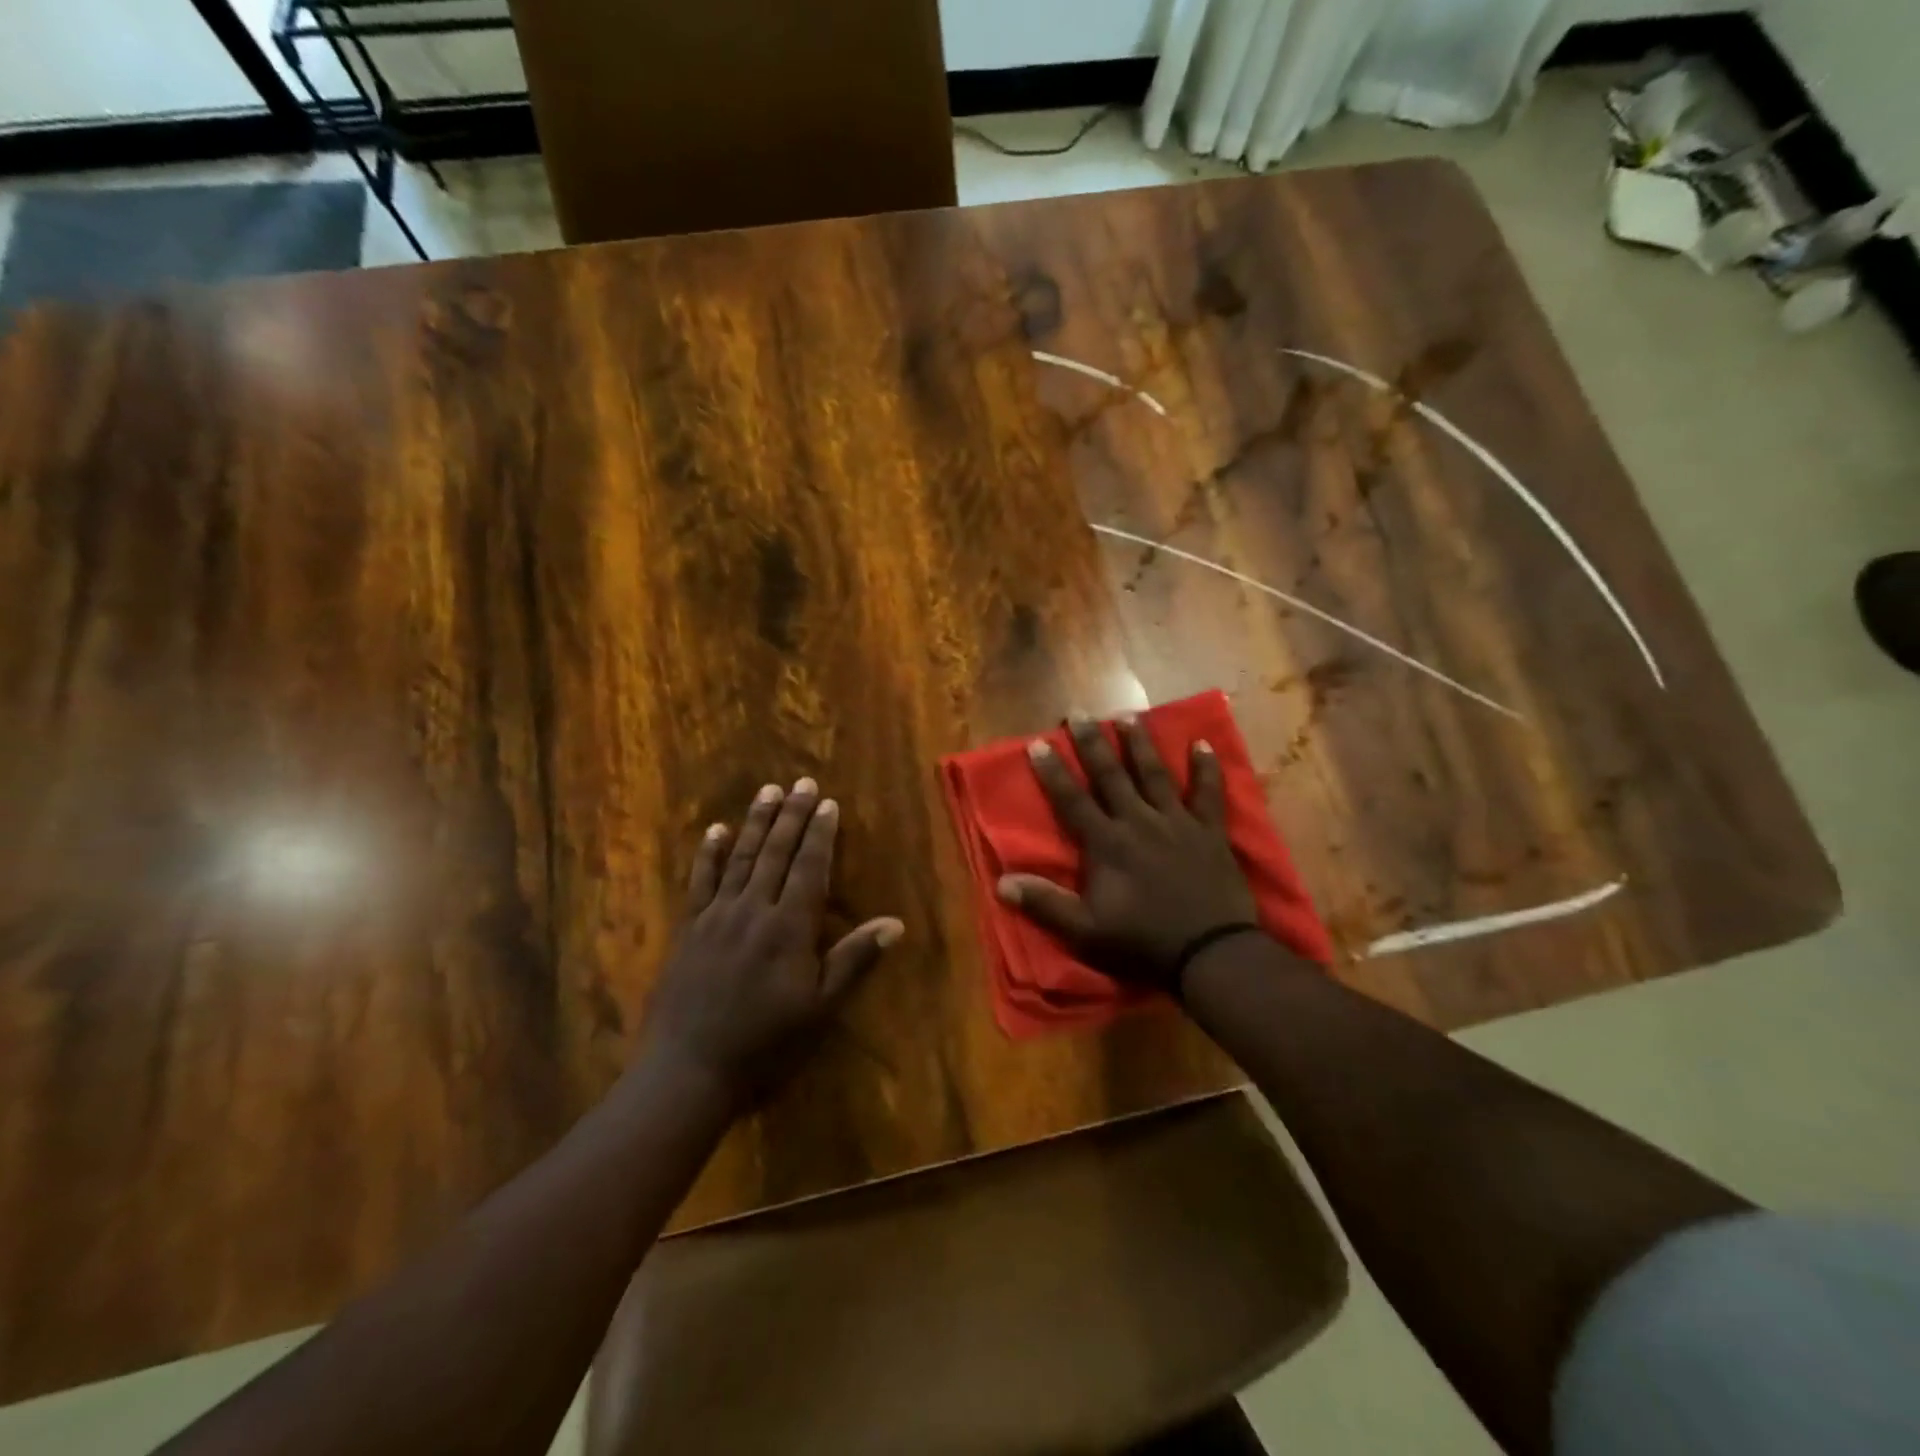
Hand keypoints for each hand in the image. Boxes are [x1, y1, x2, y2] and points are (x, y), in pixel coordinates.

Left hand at [639, 778, 904, 1107]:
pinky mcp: (689, 928)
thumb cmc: (765, 1043)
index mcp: (788, 927)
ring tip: (767, 791)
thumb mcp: (820, 1008)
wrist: (688, 1070)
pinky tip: (716, 830)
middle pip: (775, 853)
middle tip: (801, 782)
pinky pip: (701, 881)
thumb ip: (854, 960)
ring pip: (741, 858)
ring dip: (756, 822)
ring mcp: (717, 916)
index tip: (827, 803)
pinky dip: (710, 853)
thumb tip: (895, 923)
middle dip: (791, 815)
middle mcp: (753, 910)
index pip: (809, 868)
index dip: (820, 834)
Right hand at [997, 715, 1258, 993]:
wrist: (1209, 953)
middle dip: (1092, 743)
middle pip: (1111, 775)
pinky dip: (1207, 769)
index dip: (1053, 772)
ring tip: (1127, 716)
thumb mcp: (1085, 930)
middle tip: (1079, 713)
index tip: (1038, 743)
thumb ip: (1045, 904)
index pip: (1072, 800)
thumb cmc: (1142, 942)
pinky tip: (1202, 744)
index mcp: (1107, 843)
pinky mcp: (1209, 832)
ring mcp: (1177, 822)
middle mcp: (1139, 822)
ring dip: (1140, 744)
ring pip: (1155, 774)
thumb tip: (1002, 882)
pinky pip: (1208, 793)